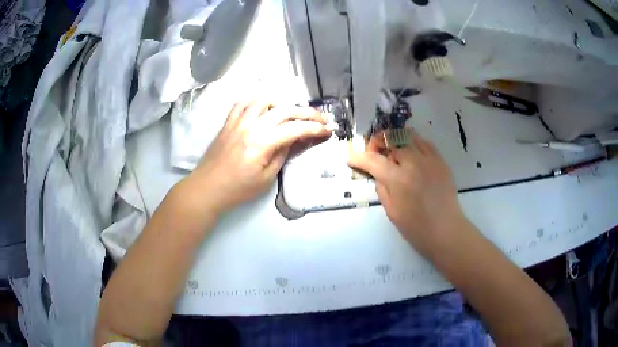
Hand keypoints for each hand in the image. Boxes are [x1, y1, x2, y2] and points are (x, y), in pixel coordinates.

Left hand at [187, 101, 329, 214]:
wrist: (207, 188)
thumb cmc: (238, 189)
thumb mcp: (266, 178)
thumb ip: (282, 155)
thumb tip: (292, 140)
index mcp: (262, 143)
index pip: (295, 129)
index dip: (314, 128)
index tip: (328, 129)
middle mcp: (251, 126)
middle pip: (284, 110)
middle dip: (306, 113)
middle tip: (320, 118)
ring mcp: (237, 121)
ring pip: (264, 101)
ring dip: (282, 105)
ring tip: (290, 114)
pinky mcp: (228, 122)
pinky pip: (243, 103)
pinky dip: (257, 102)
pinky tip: (263, 109)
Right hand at [348, 129, 465, 254]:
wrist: (446, 230)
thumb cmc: (416, 228)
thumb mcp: (391, 211)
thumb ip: (381, 187)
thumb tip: (378, 172)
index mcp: (398, 179)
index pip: (372, 159)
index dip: (358, 157)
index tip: (350, 158)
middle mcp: (413, 163)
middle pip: (390, 139)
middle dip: (377, 144)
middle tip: (374, 155)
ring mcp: (429, 159)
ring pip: (408, 135)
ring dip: (395, 139)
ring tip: (392, 150)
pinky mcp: (440, 161)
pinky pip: (424, 142)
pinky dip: (413, 143)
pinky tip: (411, 153)